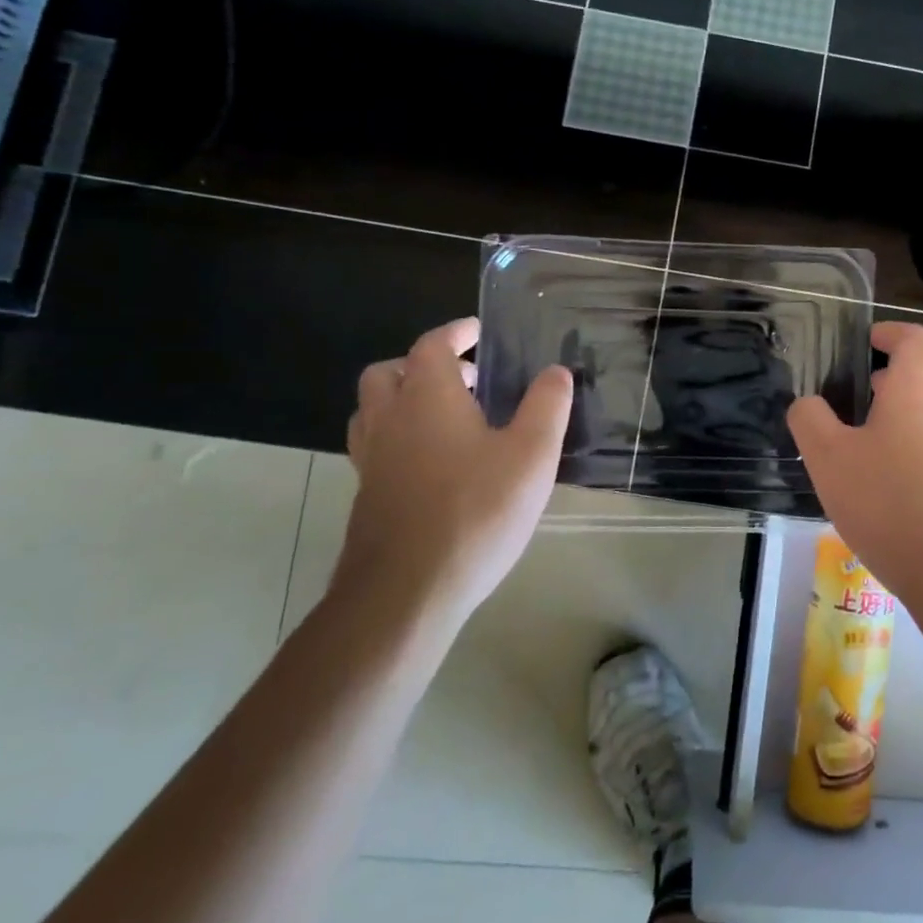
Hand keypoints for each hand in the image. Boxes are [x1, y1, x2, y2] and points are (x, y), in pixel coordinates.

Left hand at [339, 318, 573, 636]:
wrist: (407, 591)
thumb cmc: (477, 510)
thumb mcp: (532, 454)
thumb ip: (547, 406)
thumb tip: (556, 371)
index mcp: (427, 397)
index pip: (432, 345)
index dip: (455, 332)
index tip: (477, 331)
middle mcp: (390, 419)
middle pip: (388, 373)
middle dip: (423, 364)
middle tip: (465, 378)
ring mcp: (371, 461)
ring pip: (374, 411)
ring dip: (404, 399)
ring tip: (447, 416)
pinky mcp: (367, 497)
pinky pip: (376, 447)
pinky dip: (400, 437)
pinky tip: (435, 464)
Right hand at [787, 322, 922, 625]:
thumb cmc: (887, 502)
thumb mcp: (828, 458)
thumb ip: (810, 420)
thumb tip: (807, 403)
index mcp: (918, 387)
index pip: (915, 338)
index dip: (892, 332)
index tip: (870, 341)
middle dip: (916, 364)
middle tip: (880, 384)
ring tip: (890, 428)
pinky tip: (910, 470)